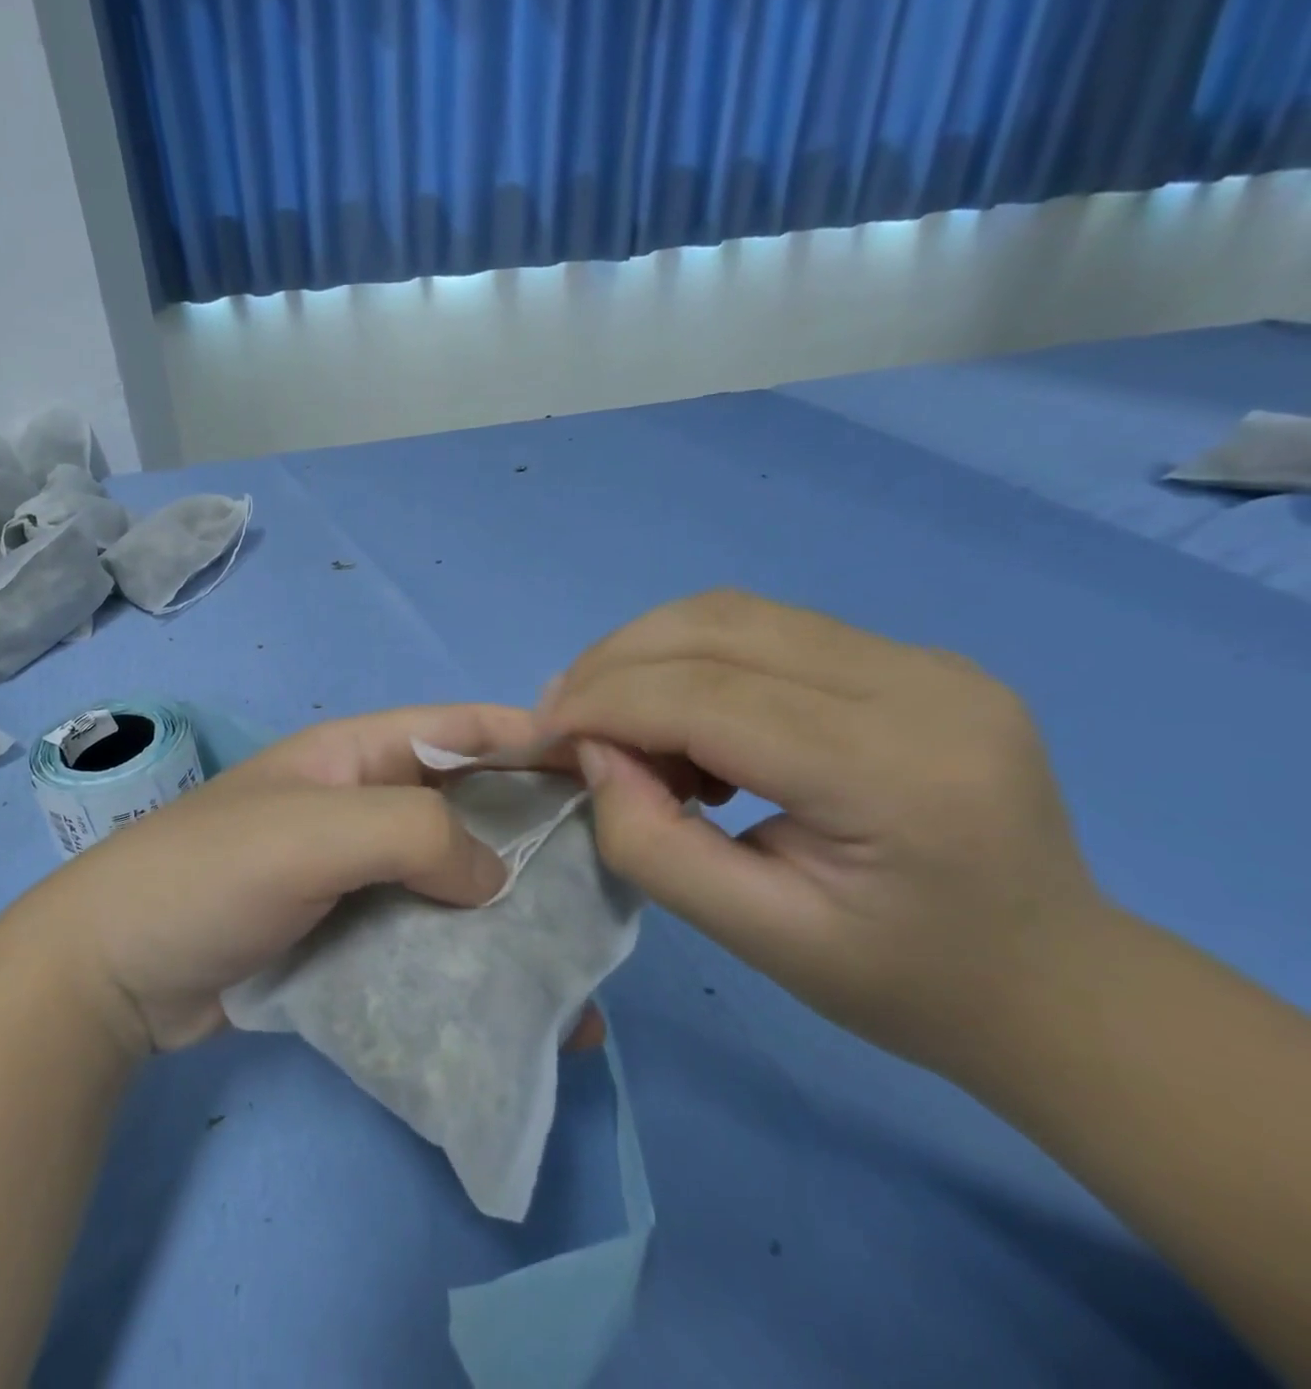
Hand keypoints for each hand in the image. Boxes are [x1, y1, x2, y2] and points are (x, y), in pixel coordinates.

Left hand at [31, 705, 607, 1057]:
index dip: (530, 738)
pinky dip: (468, 962)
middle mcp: (362, 807)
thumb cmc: (210, 875)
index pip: (458, 729)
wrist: (114, 973)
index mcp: (355, 756)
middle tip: (607, 878)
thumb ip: (413, 834)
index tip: (605, 765)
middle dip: (534, 835)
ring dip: (509, 914)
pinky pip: (425, 937)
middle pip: (467, 807)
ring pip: (452, 879)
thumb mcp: (313, 832)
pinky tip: (516, 1004)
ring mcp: (355, 875)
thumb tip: (495, 880)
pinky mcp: (347, 936)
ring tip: (580, 959)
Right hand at [538, 590, 1105, 1071]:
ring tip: (611, 714)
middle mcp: (919, 684)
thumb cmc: (903, 982)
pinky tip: (683, 713)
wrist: (1054, 980)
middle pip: (718, 627)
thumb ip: (654, 844)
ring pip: (736, 612)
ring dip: (648, 651)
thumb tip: (594, 754)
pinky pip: (769, 629)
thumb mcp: (758, 937)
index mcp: (893, 770)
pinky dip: (694, 657)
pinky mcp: (913, 657)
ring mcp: (925, 659)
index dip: (605, 703)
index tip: (539, 732)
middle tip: (561, 714)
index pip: (708, 696)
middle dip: (614, 663)